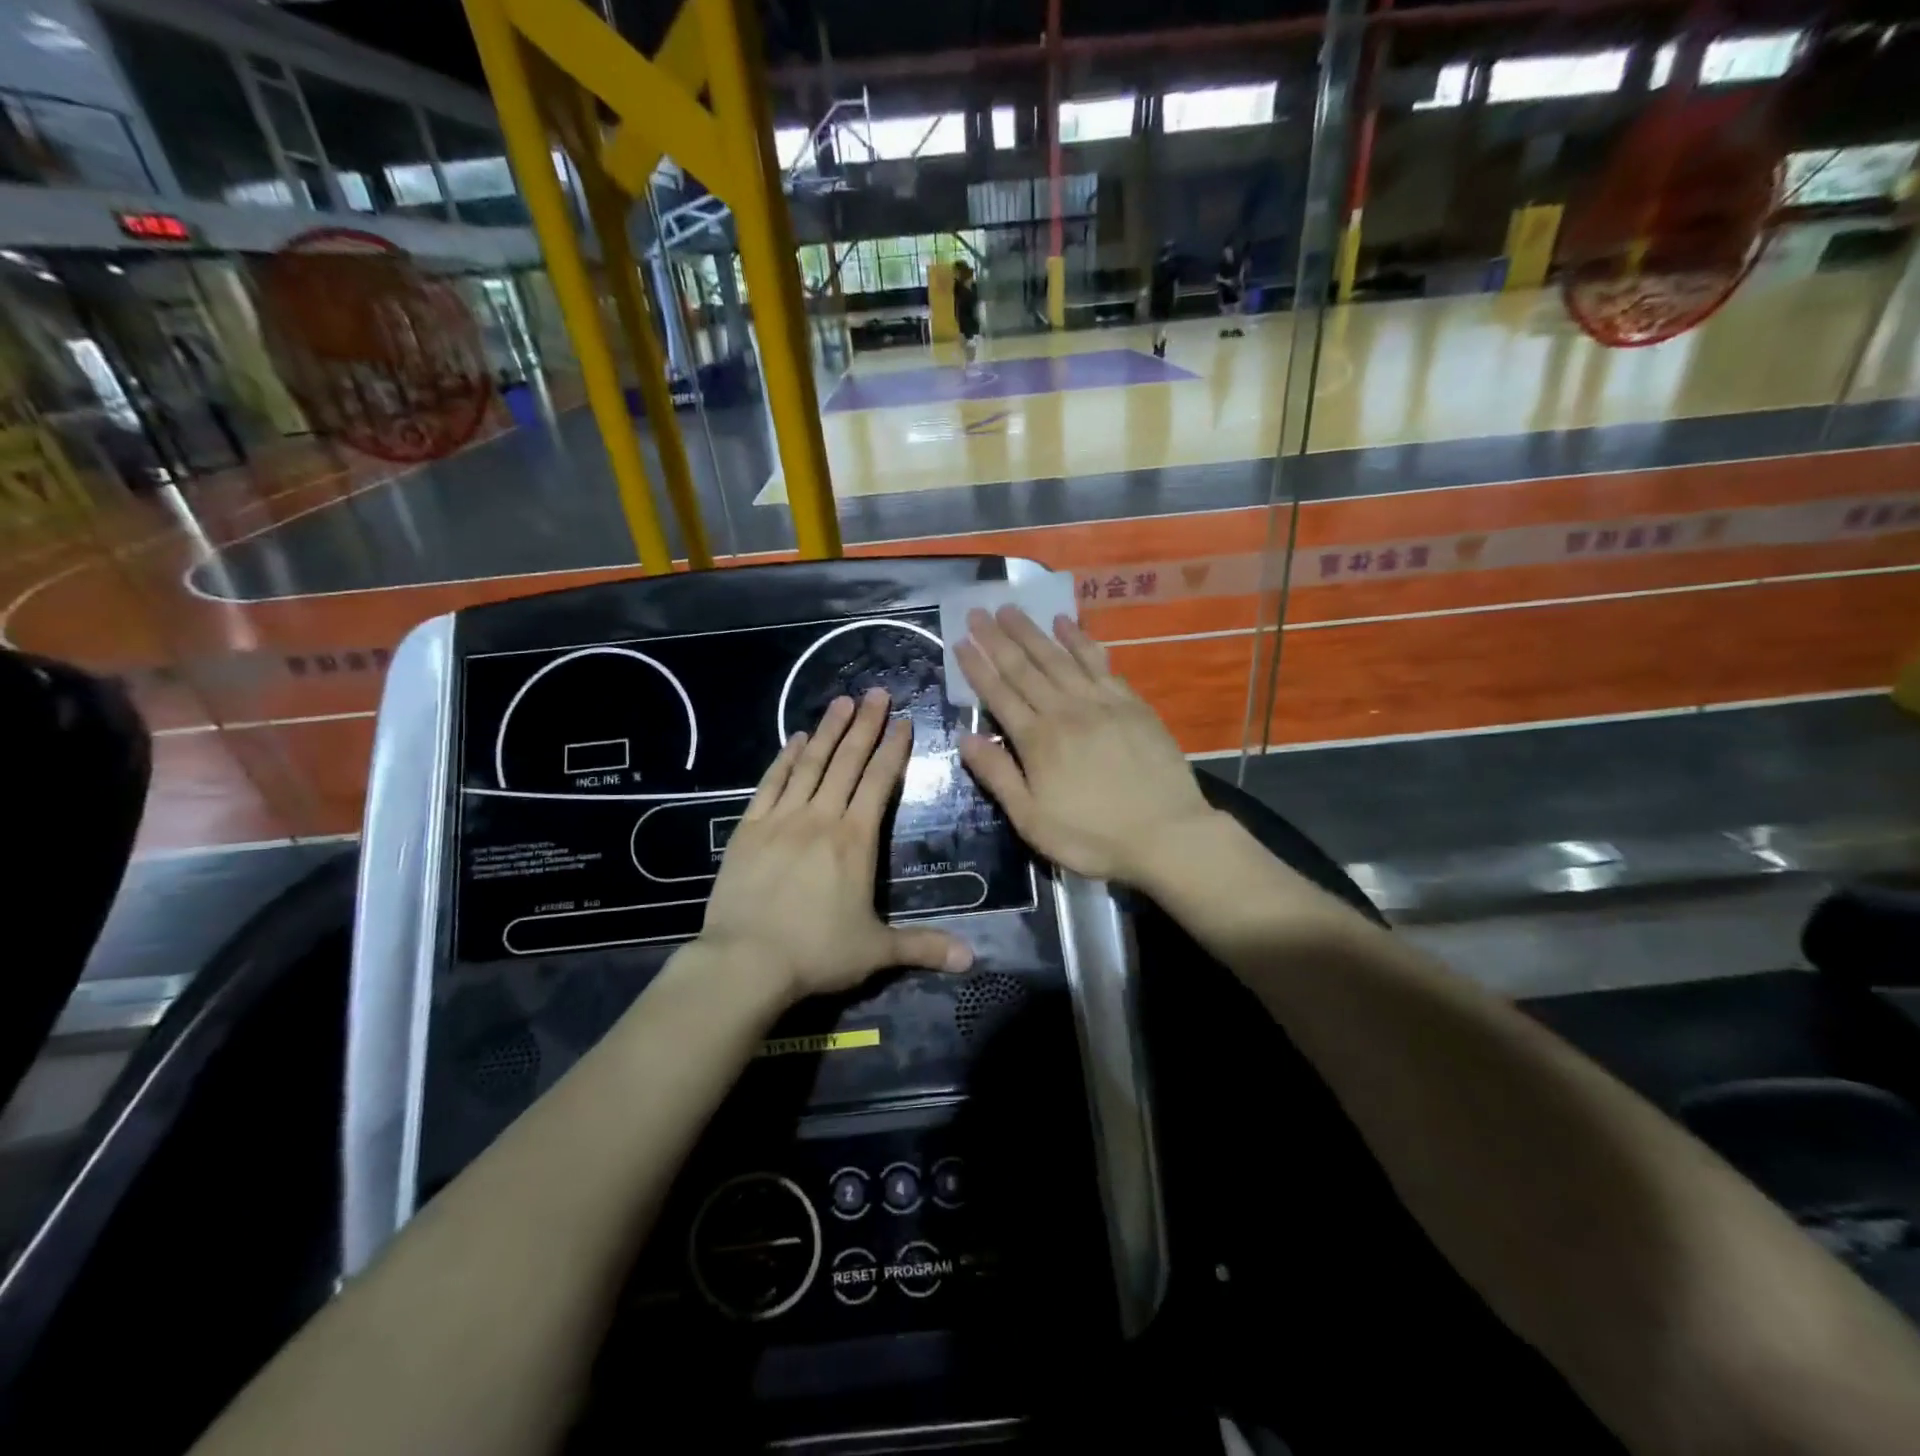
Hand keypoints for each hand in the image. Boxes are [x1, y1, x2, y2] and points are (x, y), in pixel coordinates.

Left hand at [698, 688, 973, 1004]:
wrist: (745, 962)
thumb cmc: (816, 953)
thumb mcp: (876, 951)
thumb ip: (923, 946)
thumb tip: (971, 959)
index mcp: (855, 840)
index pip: (878, 783)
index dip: (893, 750)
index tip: (903, 721)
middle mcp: (821, 818)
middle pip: (847, 762)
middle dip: (865, 725)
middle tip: (877, 692)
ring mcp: (782, 819)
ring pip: (810, 764)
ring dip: (828, 731)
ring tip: (842, 702)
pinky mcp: (749, 828)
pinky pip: (771, 784)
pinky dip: (784, 759)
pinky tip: (793, 739)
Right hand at [956, 606, 1217, 884]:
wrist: (1167, 834)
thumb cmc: (1093, 836)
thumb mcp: (1032, 820)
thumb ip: (998, 775)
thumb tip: (964, 738)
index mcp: (1037, 740)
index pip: (999, 694)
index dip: (978, 667)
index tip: (961, 641)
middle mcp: (1065, 711)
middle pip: (1025, 668)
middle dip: (998, 638)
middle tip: (979, 611)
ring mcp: (1100, 703)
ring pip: (1058, 658)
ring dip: (1033, 632)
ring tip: (1012, 609)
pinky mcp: (1130, 703)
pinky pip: (1098, 662)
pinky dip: (1080, 641)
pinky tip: (1067, 625)